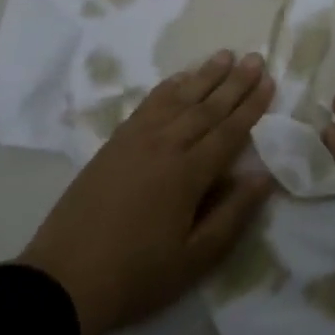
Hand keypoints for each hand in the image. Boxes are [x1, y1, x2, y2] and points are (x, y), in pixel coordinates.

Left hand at [19, 50, 277, 334]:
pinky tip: (179, 78)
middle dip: (234, 82)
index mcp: (188, 174)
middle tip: (255, 57)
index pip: (229, 132)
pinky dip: (167, 88)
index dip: (251, 107)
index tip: (270, 82)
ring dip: (204, 76)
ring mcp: (136, 140)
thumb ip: (232, 214)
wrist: (65, 279)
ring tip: (224, 55)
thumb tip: (264, 176)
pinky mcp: (114, 143)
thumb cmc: (137, 274)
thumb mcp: (195, 258)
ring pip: (178, 99)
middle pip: (207, 107)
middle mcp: (165, 146)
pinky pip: (148, 105)